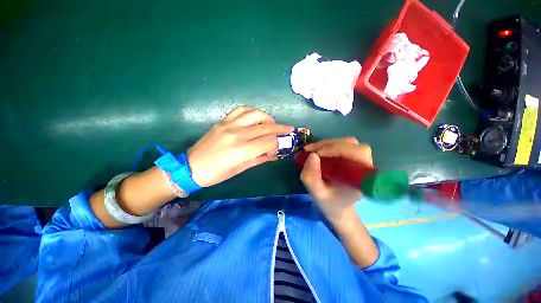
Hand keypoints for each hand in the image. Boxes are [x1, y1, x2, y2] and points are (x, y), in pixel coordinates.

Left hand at [187, 106, 293, 186]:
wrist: (191, 167)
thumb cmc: (217, 174)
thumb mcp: (241, 169)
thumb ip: (260, 159)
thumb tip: (275, 153)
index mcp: (242, 150)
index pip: (269, 141)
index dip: (279, 142)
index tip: (282, 145)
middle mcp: (237, 134)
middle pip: (266, 127)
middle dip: (281, 128)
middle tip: (289, 129)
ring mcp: (229, 125)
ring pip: (255, 114)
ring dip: (268, 118)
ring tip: (272, 124)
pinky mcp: (223, 121)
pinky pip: (241, 110)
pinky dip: (252, 111)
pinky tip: (256, 118)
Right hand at [300, 137, 372, 223]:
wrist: (336, 206)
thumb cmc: (329, 202)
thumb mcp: (316, 193)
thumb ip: (312, 177)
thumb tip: (312, 155)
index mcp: (361, 178)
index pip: (357, 154)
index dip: (337, 149)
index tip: (316, 154)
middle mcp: (364, 166)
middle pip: (351, 144)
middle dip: (328, 144)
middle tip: (310, 150)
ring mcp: (359, 160)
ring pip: (347, 142)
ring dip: (327, 143)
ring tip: (312, 150)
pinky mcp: (352, 157)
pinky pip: (343, 144)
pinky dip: (328, 144)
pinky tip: (317, 151)